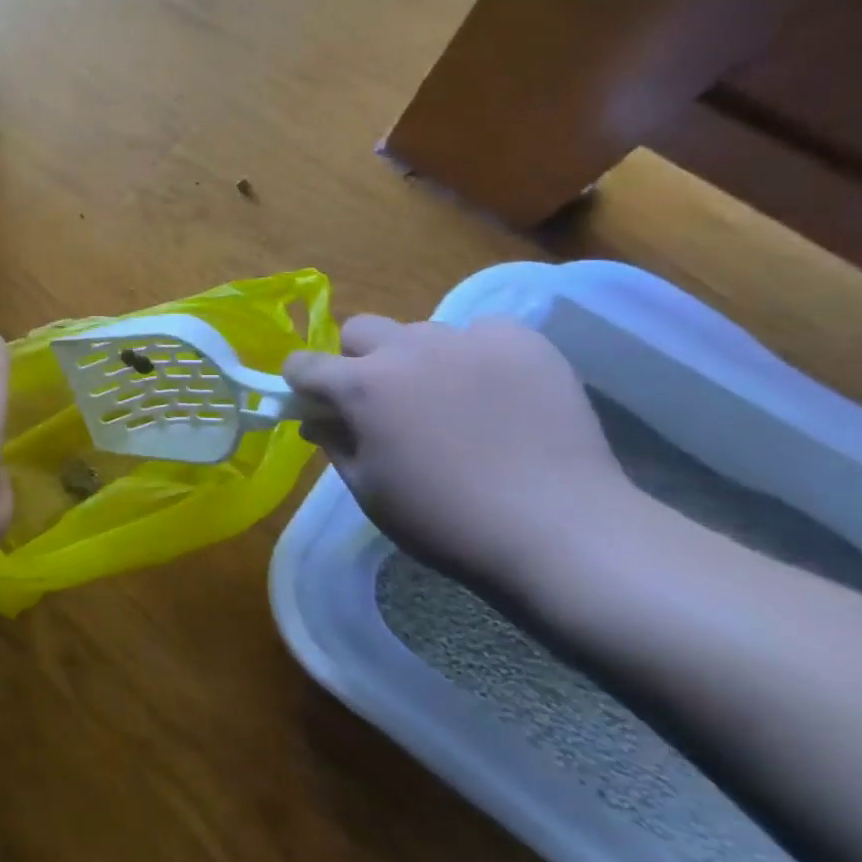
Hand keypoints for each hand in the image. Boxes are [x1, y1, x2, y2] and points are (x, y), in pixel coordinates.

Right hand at [283, 316, 633, 596]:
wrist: (559, 532)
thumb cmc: (445, 521)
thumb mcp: (368, 490)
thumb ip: (334, 443)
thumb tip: (316, 418)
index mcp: (363, 386)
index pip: (305, 363)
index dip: (302, 385)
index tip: (317, 405)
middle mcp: (408, 349)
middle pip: (360, 330)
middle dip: (357, 361)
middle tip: (383, 403)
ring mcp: (468, 339)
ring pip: (420, 333)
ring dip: (418, 360)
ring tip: (450, 403)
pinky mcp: (523, 341)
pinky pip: (480, 333)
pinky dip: (474, 357)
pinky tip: (496, 394)